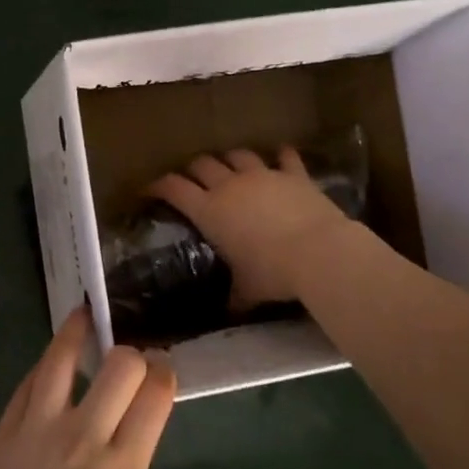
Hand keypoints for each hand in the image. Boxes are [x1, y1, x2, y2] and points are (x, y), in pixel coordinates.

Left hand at [0, 309, 174, 468]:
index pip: (155, 395)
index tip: (161, 370)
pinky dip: (47, 363)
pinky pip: (29, 380)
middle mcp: (84, 437)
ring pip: (64, 356)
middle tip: (128, 359)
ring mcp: (38, 427)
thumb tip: (127, 436)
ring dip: (80, 330)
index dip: (163, 374)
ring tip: (86, 316)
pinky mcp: (5, 427)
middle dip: (133, 354)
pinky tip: (54, 355)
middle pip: (121, 365)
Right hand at [147, 147, 361, 306]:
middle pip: (202, 164)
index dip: (158, 186)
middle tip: (192, 180)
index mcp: (209, 210)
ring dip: (230, 159)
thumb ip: (234, 297)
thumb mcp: (246, 291)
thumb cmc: (272, 273)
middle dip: (193, 169)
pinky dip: (281, 156)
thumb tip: (228, 313)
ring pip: (238, 155)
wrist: (319, 252)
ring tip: (230, 166)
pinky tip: (281, 156)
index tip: (149, 190)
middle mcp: (230, 185)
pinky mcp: (293, 174)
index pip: (173, 188)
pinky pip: (285, 157)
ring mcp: (262, 175)